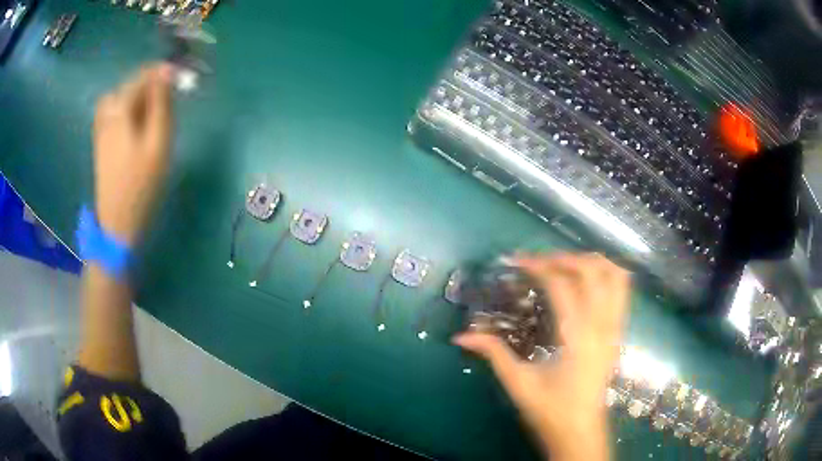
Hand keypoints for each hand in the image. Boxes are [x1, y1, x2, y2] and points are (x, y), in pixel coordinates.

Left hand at [92, 64, 173, 244]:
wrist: (117, 221)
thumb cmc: (141, 184)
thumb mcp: (159, 142)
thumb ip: (162, 103)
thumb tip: (168, 72)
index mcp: (119, 108)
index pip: (144, 74)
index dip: (165, 73)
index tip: (183, 80)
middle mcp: (107, 110)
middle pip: (133, 84)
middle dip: (153, 88)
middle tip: (169, 106)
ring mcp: (101, 125)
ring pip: (125, 97)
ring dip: (142, 100)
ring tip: (154, 117)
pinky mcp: (101, 138)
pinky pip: (117, 111)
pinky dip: (131, 111)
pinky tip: (138, 127)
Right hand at [453, 253, 630, 459]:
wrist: (580, 430)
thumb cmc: (550, 410)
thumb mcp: (518, 383)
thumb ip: (493, 354)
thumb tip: (460, 336)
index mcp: (577, 337)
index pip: (562, 285)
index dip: (538, 266)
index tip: (516, 260)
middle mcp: (602, 325)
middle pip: (593, 270)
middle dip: (564, 258)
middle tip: (539, 263)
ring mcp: (615, 327)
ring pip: (615, 275)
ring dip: (591, 262)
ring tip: (566, 266)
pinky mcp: (619, 332)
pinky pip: (622, 290)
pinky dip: (607, 275)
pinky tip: (587, 282)